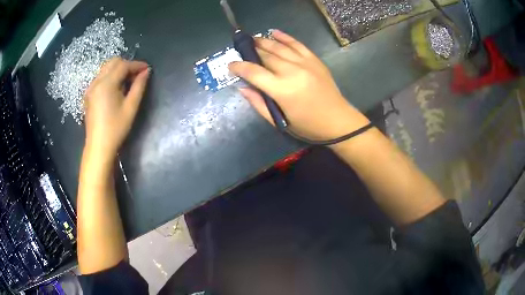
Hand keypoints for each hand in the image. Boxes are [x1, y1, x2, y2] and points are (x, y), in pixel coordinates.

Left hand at [84, 57, 149, 157]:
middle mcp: (96, 82)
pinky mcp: (88, 94)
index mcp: (106, 84)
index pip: (123, 65)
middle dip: (126, 65)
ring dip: (118, 70)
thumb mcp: (131, 107)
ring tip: (127, 81)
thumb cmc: (116, 128)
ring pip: (106, 68)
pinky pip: (100, 77)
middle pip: (113, 62)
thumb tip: (146, 72)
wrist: (99, 146)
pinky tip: (116, 88)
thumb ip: (139, 86)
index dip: (136, 65)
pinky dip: (110, 76)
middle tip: (137, 75)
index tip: (147, 69)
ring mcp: (91, 88)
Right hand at [229, 30, 368, 140]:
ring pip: (279, 47)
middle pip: (266, 56)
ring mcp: (305, 63)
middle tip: (242, 49)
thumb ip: (259, 104)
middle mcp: (292, 72)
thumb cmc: (307, 126)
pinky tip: (274, 32)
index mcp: (282, 90)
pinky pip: (297, 44)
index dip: (239, 67)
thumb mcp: (280, 122)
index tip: (231, 65)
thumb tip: (243, 87)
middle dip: (251, 51)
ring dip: (264, 41)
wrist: (338, 121)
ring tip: (253, 39)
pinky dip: (285, 37)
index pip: (254, 73)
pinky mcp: (314, 60)